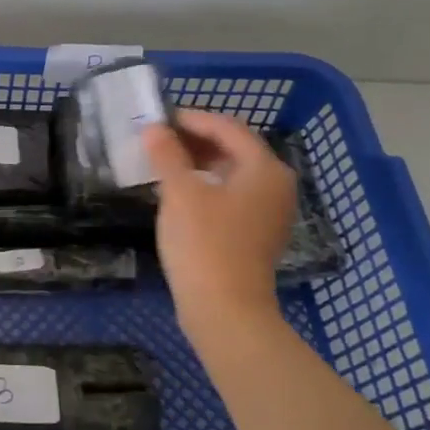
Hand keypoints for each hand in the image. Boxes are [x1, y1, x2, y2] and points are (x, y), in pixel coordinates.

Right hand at [143, 111, 295, 348]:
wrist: (225, 310)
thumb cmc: (204, 243)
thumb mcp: (179, 192)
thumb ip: (167, 154)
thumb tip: (153, 128)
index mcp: (264, 169)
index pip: (228, 127)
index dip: (192, 119)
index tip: (158, 119)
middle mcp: (275, 185)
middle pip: (234, 148)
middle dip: (195, 140)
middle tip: (158, 139)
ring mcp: (269, 212)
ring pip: (232, 172)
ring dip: (199, 162)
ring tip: (163, 162)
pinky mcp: (256, 233)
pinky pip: (232, 195)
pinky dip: (207, 185)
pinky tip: (179, 192)